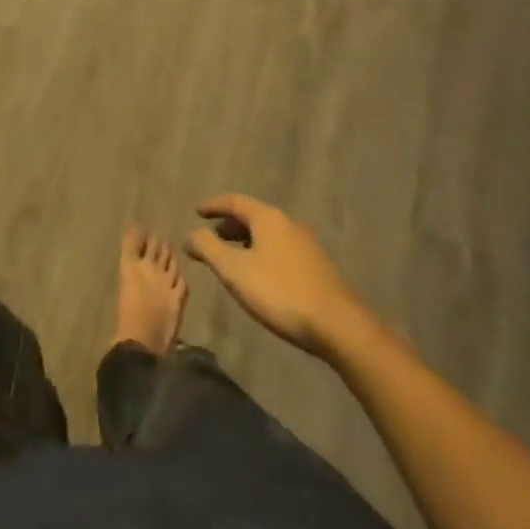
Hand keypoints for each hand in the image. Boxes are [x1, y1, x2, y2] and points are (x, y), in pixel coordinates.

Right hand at [185, 194, 370, 356]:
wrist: (339, 326)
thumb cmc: (281, 293)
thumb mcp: (235, 272)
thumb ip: (209, 249)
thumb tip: (190, 234)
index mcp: (267, 218)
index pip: (234, 201)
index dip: (213, 205)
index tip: (197, 212)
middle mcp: (288, 223)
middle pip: (253, 216)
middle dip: (230, 225)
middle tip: (213, 236)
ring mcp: (306, 244)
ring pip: (269, 234)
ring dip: (247, 241)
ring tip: (234, 258)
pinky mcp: (318, 267)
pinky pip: (282, 249)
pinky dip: (264, 253)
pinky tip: (262, 276)